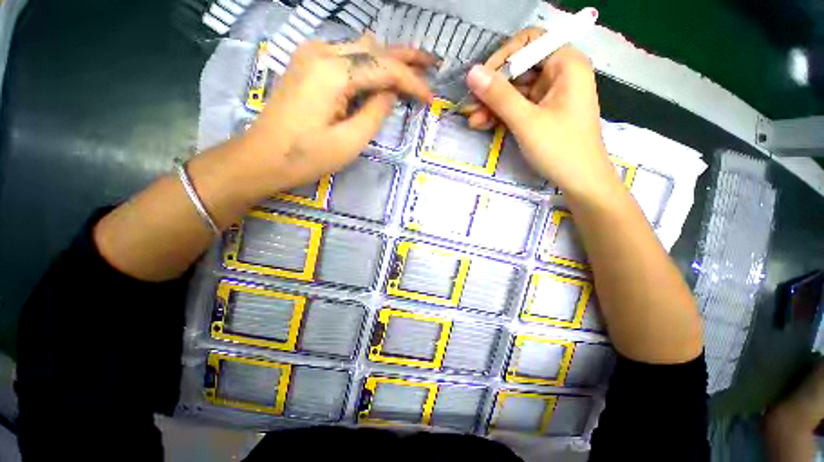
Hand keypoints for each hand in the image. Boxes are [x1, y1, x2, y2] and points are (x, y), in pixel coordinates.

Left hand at [241, 34, 435, 194]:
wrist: (263, 157)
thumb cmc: (307, 156)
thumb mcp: (350, 141)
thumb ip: (375, 112)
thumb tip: (391, 93)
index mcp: (333, 72)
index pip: (384, 67)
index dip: (412, 82)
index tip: (430, 98)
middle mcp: (322, 52)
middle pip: (374, 47)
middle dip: (406, 57)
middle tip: (432, 64)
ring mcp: (312, 55)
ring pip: (361, 48)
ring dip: (388, 59)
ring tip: (413, 69)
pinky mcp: (308, 64)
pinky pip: (347, 57)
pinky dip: (369, 65)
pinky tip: (381, 75)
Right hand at [464, 28, 618, 198]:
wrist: (581, 182)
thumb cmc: (560, 149)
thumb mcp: (526, 121)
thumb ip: (499, 96)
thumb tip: (472, 72)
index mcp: (566, 64)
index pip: (529, 42)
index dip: (502, 58)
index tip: (481, 80)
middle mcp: (560, 74)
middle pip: (519, 69)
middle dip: (492, 88)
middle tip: (470, 105)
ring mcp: (551, 95)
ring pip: (515, 91)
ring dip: (492, 105)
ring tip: (472, 121)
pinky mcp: (543, 113)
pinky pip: (518, 107)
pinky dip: (501, 115)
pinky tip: (483, 124)